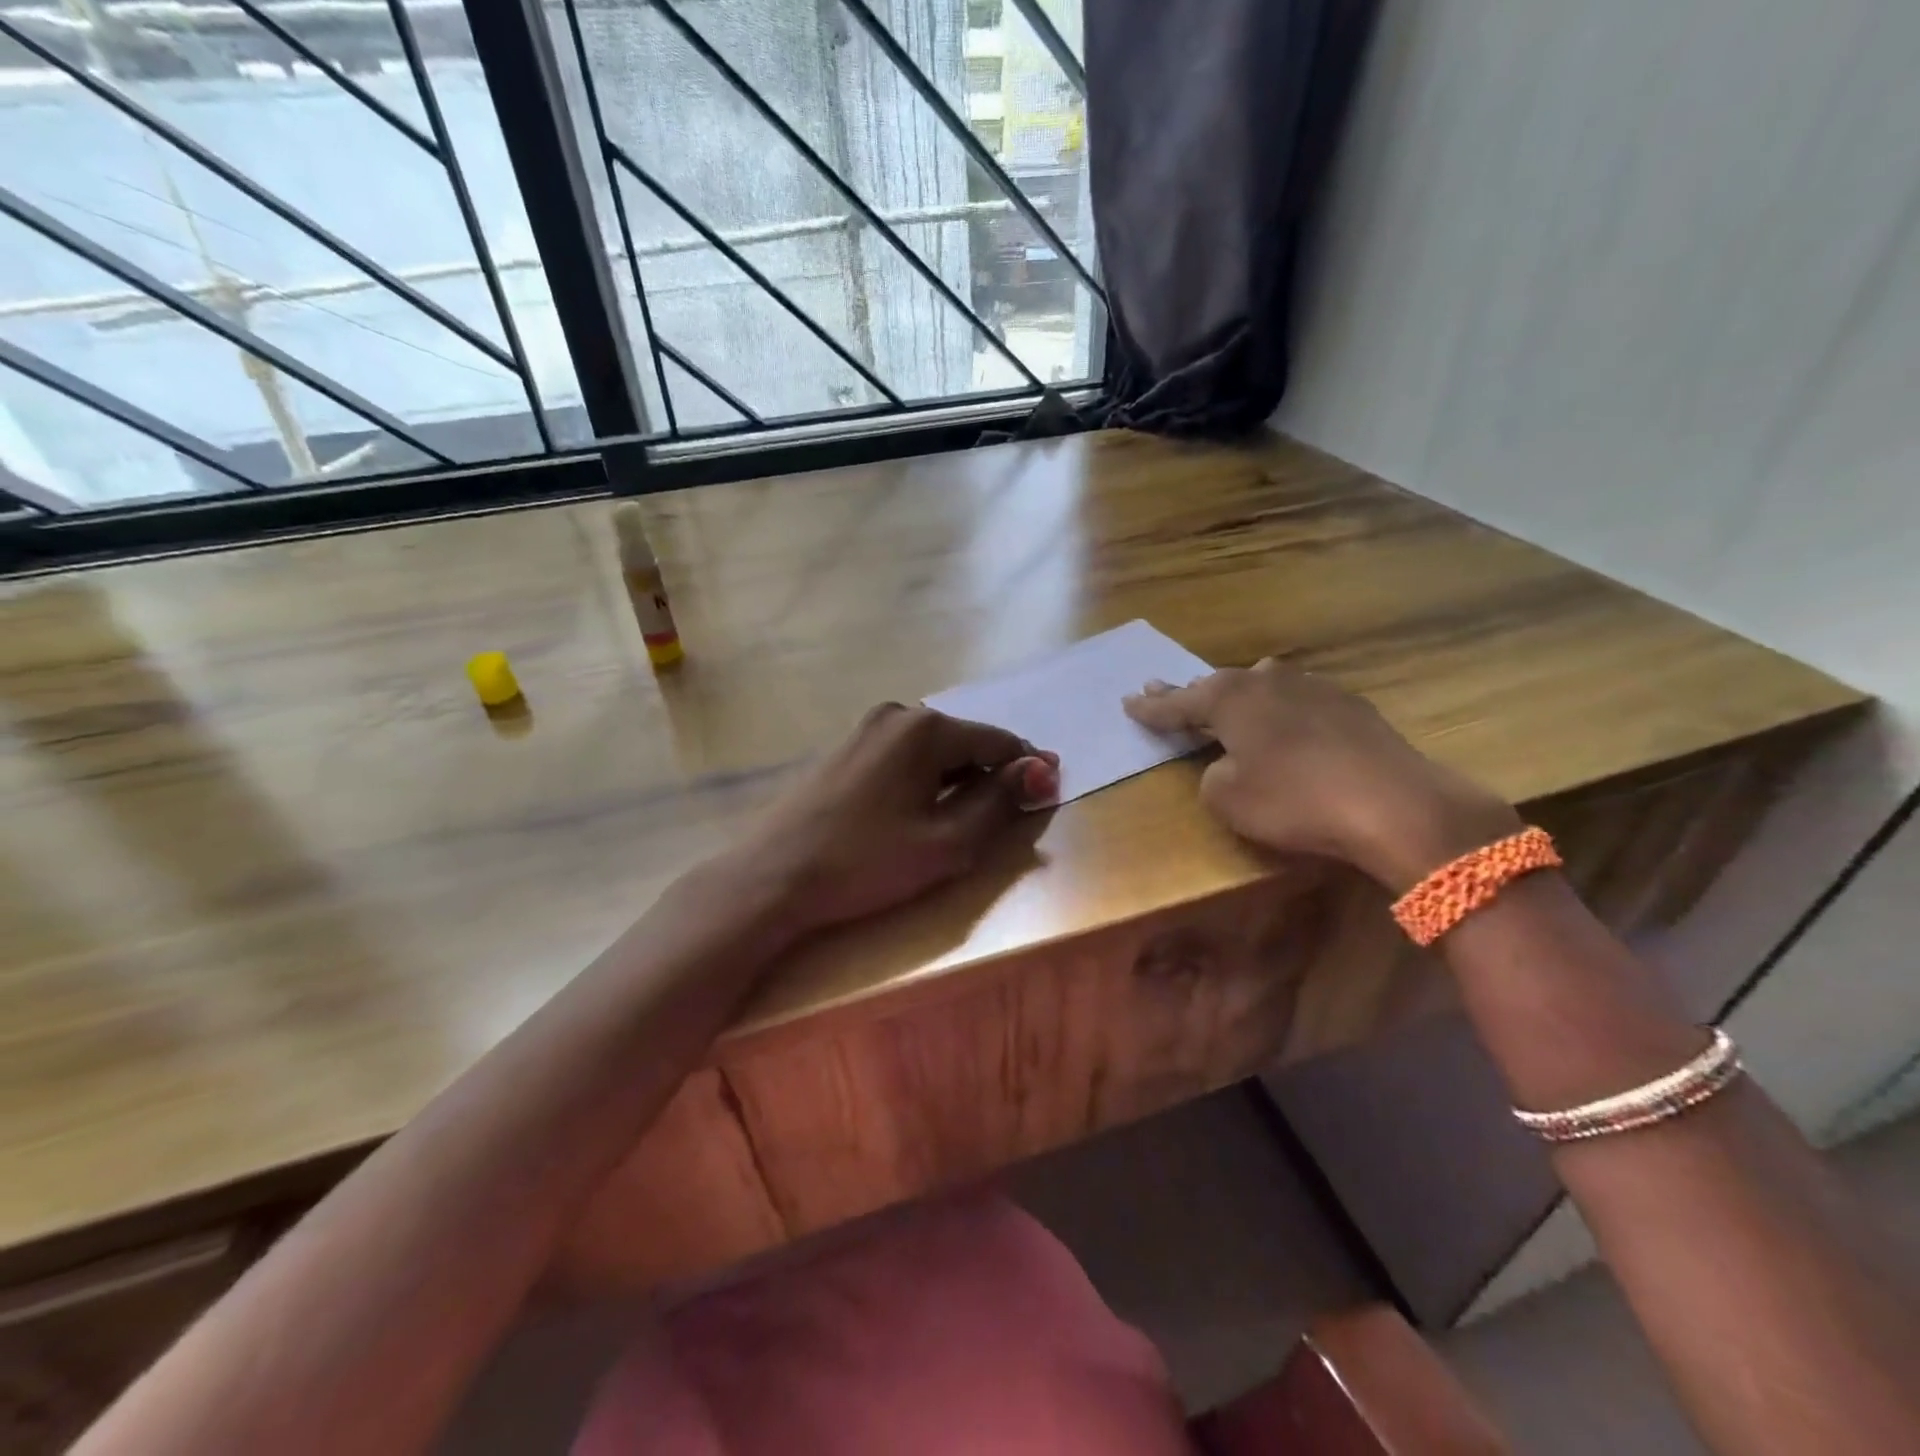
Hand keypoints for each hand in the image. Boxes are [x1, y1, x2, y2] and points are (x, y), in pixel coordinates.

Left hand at [727, 703, 1058, 937]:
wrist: (772, 877)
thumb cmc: (866, 863)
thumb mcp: (946, 842)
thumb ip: (999, 802)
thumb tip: (1040, 769)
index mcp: (926, 729)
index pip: (998, 740)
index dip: (1028, 768)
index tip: (1048, 794)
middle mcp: (897, 715)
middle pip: (965, 741)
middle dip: (990, 774)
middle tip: (1002, 818)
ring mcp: (865, 729)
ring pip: (933, 750)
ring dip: (956, 778)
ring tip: (961, 821)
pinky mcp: (844, 749)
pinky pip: (903, 757)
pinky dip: (924, 779)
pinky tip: (916, 812)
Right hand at [1123, 660, 1518, 891]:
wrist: (1392, 802)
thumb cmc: (1294, 800)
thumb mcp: (1228, 798)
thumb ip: (1212, 776)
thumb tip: (1227, 765)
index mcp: (1229, 699)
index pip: (1178, 704)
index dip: (1151, 708)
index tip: (1128, 702)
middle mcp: (1266, 681)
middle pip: (1217, 686)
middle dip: (1189, 693)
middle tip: (1160, 689)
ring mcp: (1312, 687)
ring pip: (1261, 684)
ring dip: (1238, 695)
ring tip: (1224, 697)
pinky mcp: (1349, 705)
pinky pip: (1296, 700)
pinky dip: (1279, 709)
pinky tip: (1285, 719)